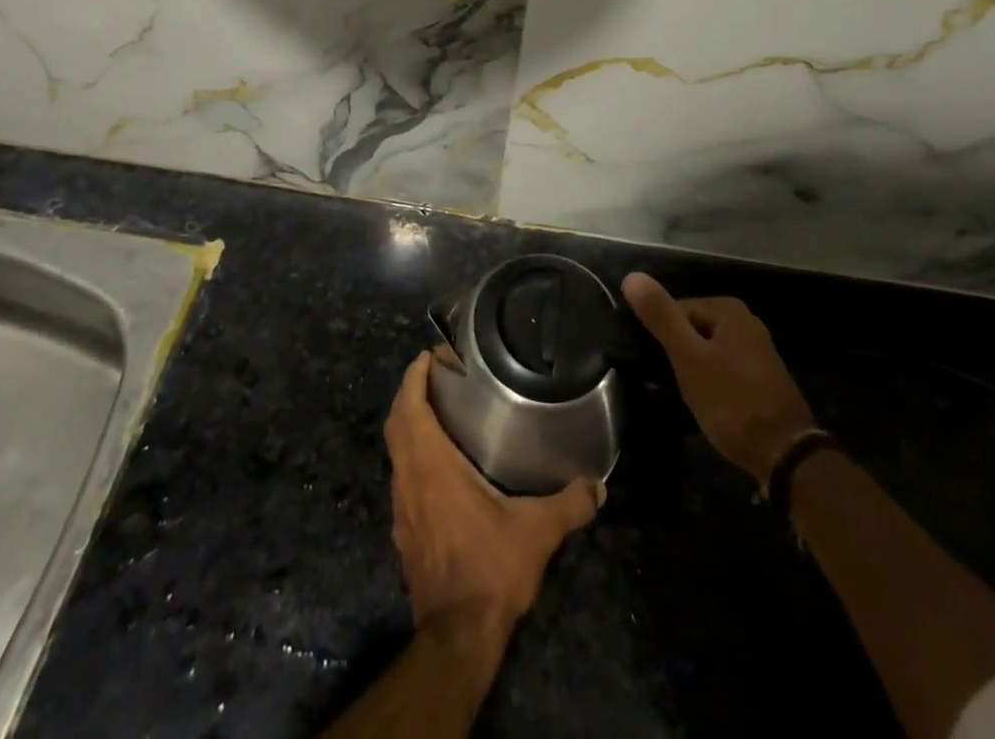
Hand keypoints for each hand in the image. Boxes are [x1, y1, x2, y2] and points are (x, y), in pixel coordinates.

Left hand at [383, 351, 601, 632]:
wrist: (456, 637)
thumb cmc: (490, 569)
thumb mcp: (537, 532)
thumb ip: (569, 504)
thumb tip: (598, 486)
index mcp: (431, 467)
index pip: (409, 409)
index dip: (413, 378)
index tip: (427, 356)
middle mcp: (409, 481)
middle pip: (396, 425)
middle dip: (408, 395)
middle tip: (432, 376)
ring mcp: (402, 509)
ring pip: (396, 453)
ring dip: (408, 426)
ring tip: (437, 413)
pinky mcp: (405, 533)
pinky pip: (402, 479)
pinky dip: (412, 458)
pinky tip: (439, 467)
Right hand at [622, 272, 817, 488]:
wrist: (785, 454)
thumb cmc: (731, 401)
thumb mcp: (688, 357)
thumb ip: (661, 317)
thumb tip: (632, 277)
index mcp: (728, 309)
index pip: (676, 310)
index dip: (662, 338)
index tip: (656, 366)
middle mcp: (746, 321)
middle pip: (693, 329)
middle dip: (677, 354)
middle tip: (668, 384)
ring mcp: (757, 350)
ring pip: (707, 351)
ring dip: (692, 370)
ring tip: (684, 397)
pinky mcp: (762, 378)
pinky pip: (723, 369)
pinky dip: (710, 382)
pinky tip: (707, 405)